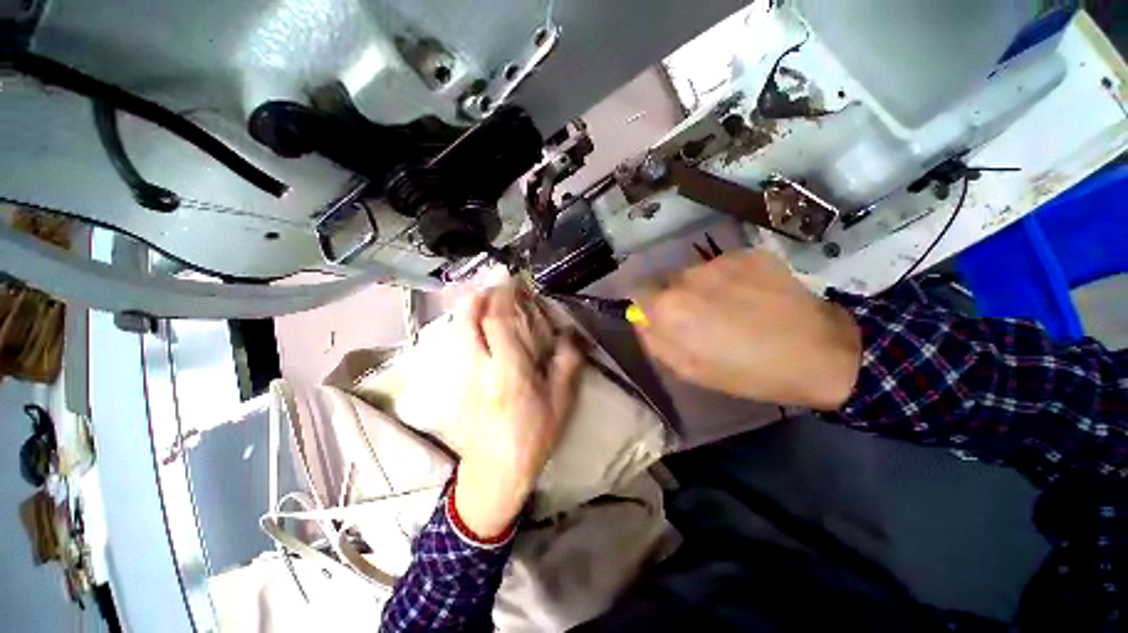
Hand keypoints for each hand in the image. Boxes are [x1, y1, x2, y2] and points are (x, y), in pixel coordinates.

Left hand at [449, 283, 584, 537]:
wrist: (494, 472)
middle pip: (469, 321)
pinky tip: (475, 324)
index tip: (512, 282)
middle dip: (480, 296)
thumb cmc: (533, 437)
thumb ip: (567, 365)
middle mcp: (480, 367)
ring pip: (458, 331)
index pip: (499, 323)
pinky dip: (465, 326)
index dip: (503, 297)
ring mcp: (464, 375)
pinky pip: (458, 344)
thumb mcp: (560, 404)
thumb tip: (569, 335)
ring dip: (469, 308)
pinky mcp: (457, 382)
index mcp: (510, 372)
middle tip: (494, 285)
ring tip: (484, 297)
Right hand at [636, 250, 861, 410]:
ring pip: (697, 272)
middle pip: (668, 281)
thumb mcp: (689, 369)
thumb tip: (639, 318)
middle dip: (677, 298)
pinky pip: (725, 265)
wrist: (818, 352)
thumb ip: (655, 341)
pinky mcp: (747, 253)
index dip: (650, 305)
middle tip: (704, 318)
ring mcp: (719, 261)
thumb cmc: (746, 371)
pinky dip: (731, 278)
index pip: (639, 292)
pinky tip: (754, 296)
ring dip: (705, 287)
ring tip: (733, 307)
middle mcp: (686, 277)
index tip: (666, 319)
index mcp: (668, 308)